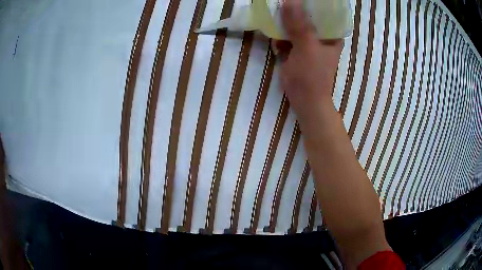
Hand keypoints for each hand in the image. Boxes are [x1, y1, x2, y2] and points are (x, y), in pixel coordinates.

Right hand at [272, 0, 342, 120]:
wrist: (305, 101)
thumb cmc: (311, 75)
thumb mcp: (306, 47)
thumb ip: (298, 24)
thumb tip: (290, 0)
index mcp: (331, 35)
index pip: (322, 12)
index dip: (309, 4)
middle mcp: (321, 37)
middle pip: (307, 17)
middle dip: (293, 13)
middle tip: (280, 7)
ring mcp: (308, 43)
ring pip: (295, 26)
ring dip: (284, 25)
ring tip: (276, 24)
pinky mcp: (297, 50)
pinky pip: (288, 38)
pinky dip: (281, 38)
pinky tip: (277, 42)